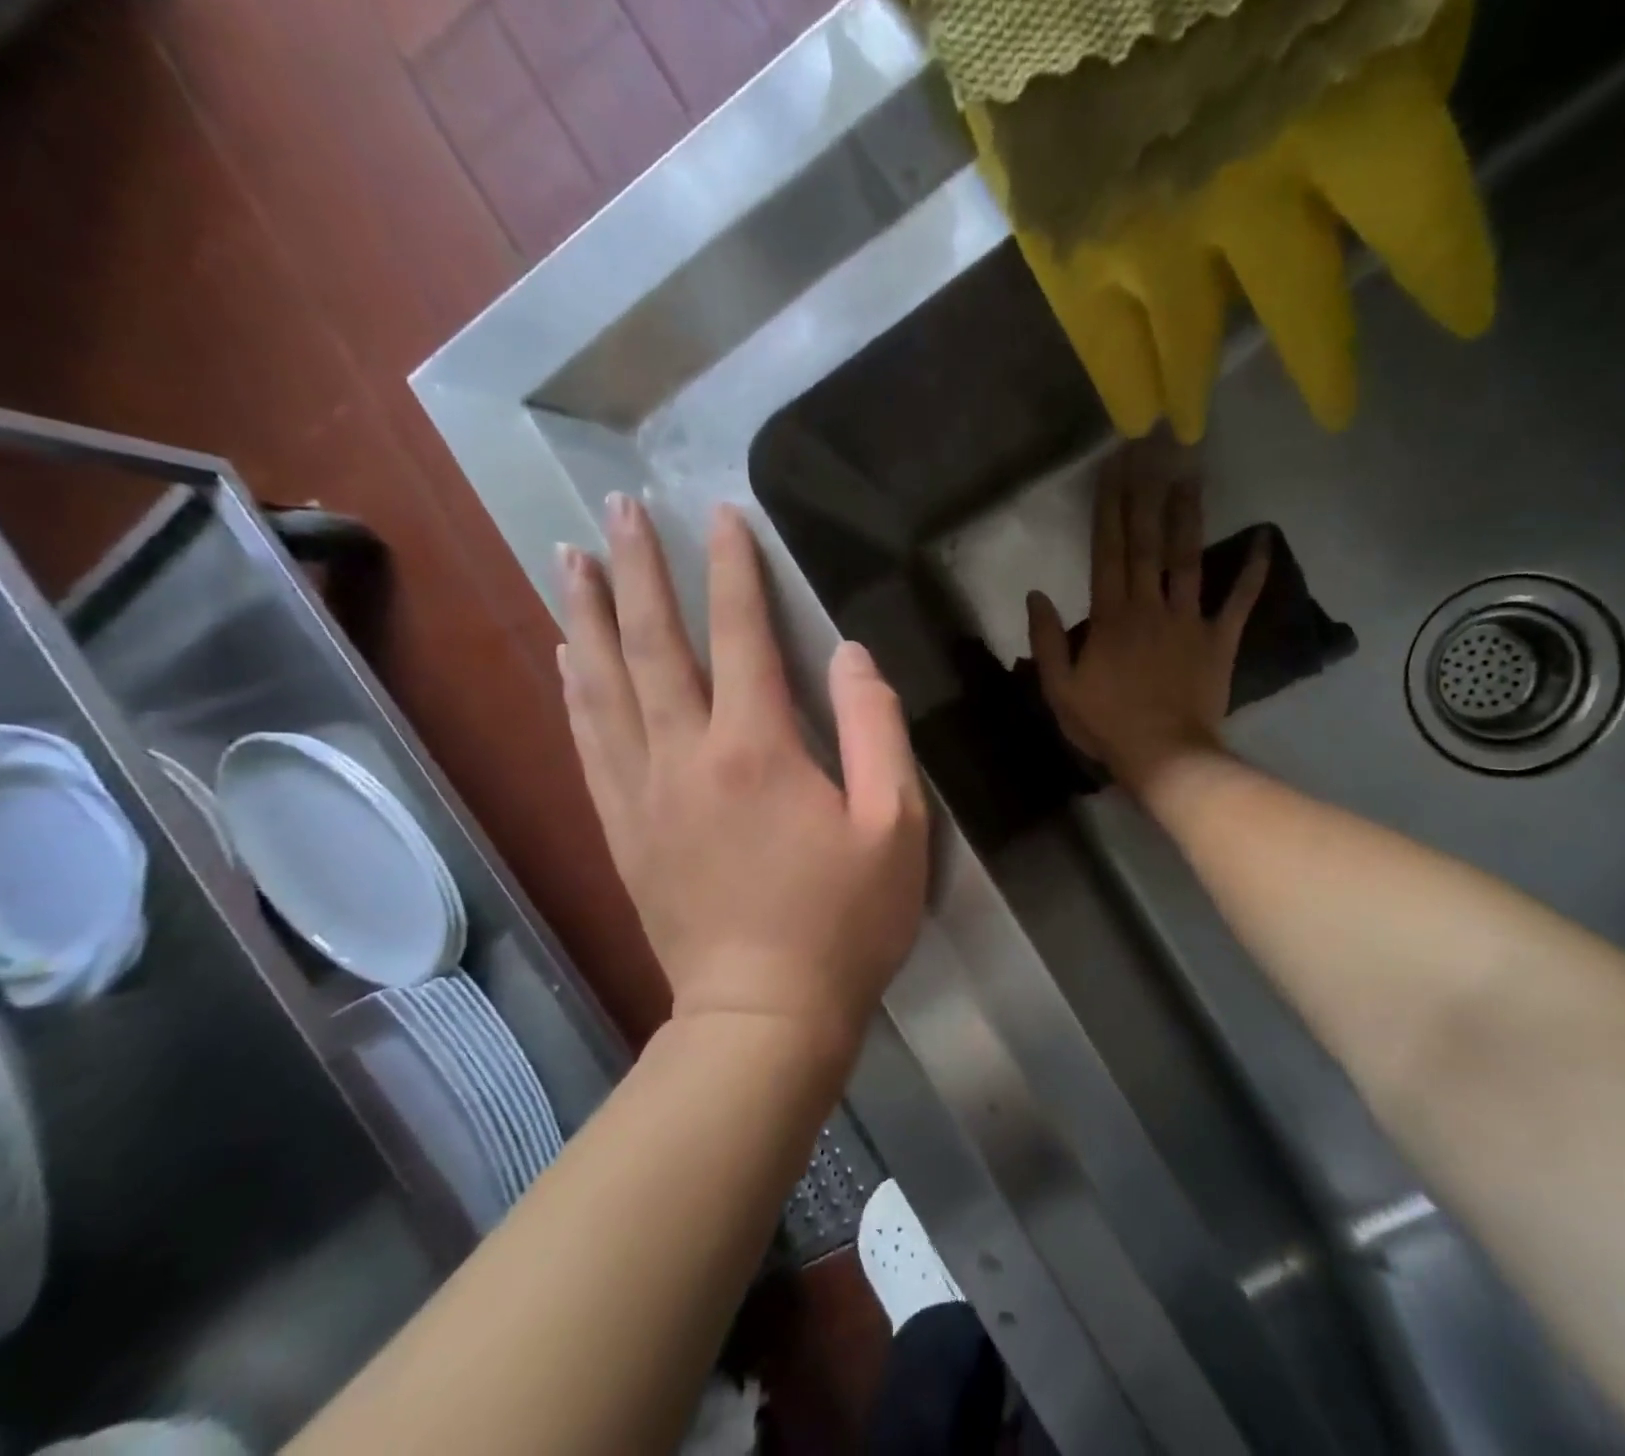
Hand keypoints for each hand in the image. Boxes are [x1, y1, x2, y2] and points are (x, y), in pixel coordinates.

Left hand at [557, 495, 927, 1060]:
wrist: (762, 1017)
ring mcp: (642, 794)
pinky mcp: (623, 830)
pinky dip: (575, 689)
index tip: (721, 515)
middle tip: (615, 509)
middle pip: (653, 645)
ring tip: (571, 560)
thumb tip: (851, 655)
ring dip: (588, 615)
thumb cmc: (844, 922)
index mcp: (758, 749)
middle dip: (637, 569)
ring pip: (604, 685)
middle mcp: (686, 756)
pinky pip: (588, 742)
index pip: (741, 635)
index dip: (733, 570)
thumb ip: (875, 730)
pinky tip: (568, 657)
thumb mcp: (895, 826)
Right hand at [1027, 448, 1268, 796]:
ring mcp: (1189, 620)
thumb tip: (1037, 593)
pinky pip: (1239, 601)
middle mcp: (1150, 606)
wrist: (1164, 757)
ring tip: (1191, 475)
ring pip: (1189, 559)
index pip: (1107, 550)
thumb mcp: (1059, 689)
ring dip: (1190, 516)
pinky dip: (1253, 572)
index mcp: (1110, 616)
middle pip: (1147, 542)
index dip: (1109, 507)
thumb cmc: (1106, 725)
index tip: (1113, 468)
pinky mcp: (1219, 640)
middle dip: (1146, 493)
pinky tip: (1264, 539)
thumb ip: (1046, 640)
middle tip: (1152, 449)